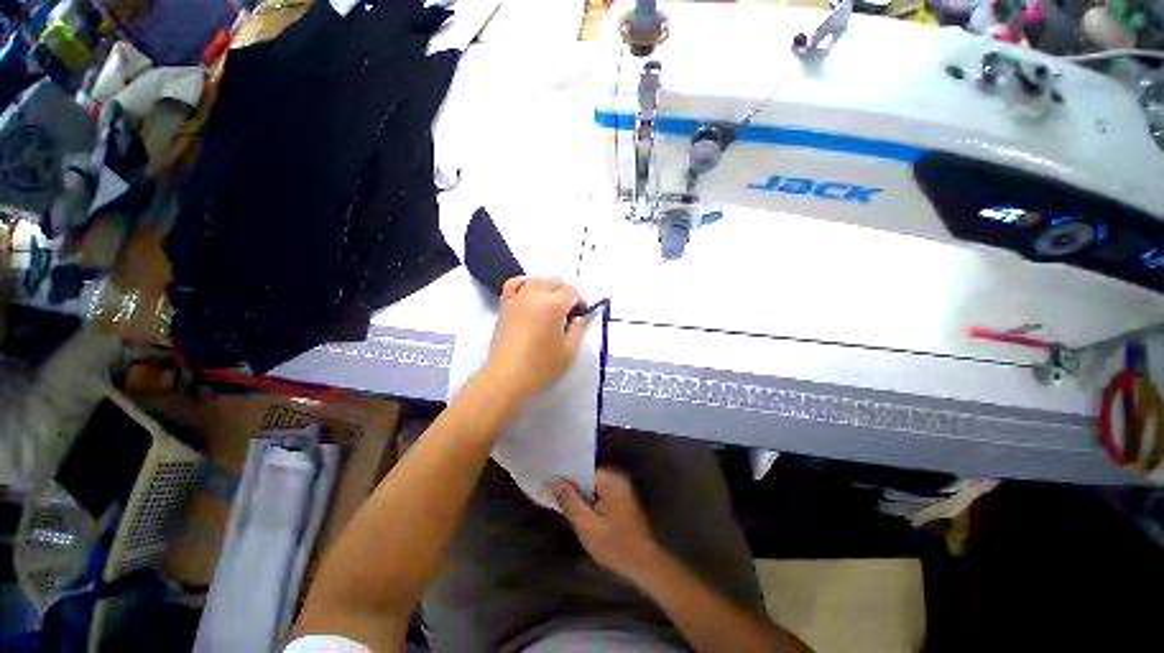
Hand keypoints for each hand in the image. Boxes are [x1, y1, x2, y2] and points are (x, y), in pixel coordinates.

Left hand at [485, 277, 588, 398]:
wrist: (506, 377)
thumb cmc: (541, 366)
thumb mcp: (569, 351)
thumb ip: (578, 329)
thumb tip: (580, 316)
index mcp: (554, 305)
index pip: (572, 292)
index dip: (580, 302)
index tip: (581, 315)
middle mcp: (536, 295)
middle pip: (555, 282)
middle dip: (566, 293)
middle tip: (569, 313)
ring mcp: (518, 298)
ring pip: (537, 280)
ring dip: (548, 288)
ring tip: (551, 305)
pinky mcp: (505, 305)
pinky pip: (514, 284)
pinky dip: (525, 283)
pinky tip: (530, 294)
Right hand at [553, 468, 664, 584]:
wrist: (645, 566)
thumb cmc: (615, 545)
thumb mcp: (586, 525)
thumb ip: (570, 501)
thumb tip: (555, 482)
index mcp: (611, 479)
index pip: (584, 469)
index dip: (567, 478)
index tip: (551, 485)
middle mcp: (619, 479)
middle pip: (589, 478)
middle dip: (574, 489)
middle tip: (556, 499)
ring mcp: (623, 491)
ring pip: (595, 489)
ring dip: (583, 498)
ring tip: (566, 508)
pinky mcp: (624, 502)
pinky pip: (602, 496)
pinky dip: (592, 503)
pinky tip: (582, 516)